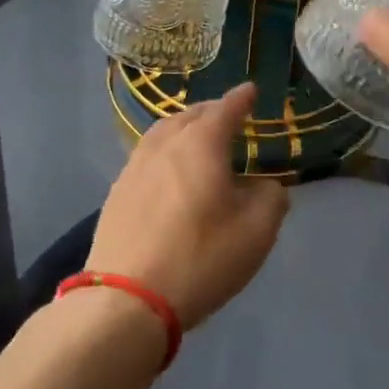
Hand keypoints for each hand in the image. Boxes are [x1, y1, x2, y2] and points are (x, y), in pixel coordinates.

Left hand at [88, 82, 289, 329]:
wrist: (127, 298)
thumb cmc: (200, 258)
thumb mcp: (256, 232)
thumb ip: (271, 199)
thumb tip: (266, 186)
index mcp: (201, 144)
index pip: (225, 109)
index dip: (241, 99)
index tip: (251, 90)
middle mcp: (165, 145)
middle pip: (190, 115)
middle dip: (212, 111)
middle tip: (228, 114)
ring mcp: (135, 167)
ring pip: (163, 133)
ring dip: (185, 128)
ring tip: (197, 137)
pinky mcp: (117, 193)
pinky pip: (147, 156)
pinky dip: (165, 151)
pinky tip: (170, 170)